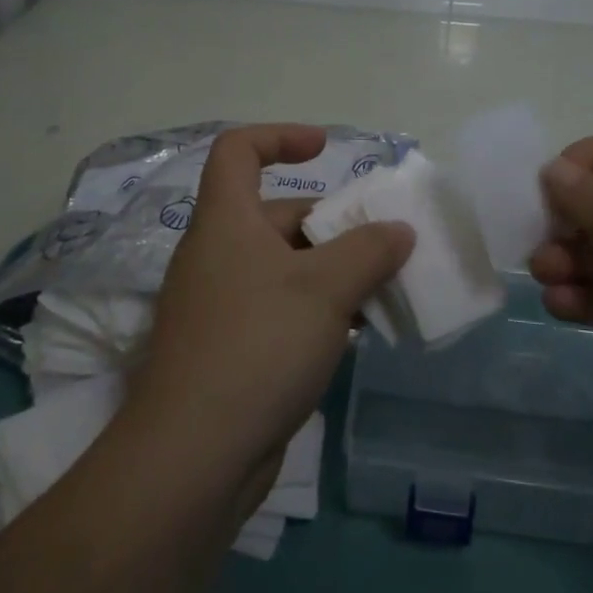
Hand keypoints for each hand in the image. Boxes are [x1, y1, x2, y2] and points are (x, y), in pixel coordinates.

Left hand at [130, 125, 413, 481]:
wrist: (193, 456)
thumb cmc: (258, 345)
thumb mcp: (326, 288)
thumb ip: (369, 250)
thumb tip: (398, 230)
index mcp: (225, 221)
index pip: (238, 151)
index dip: (280, 137)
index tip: (325, 149)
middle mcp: (216, 254)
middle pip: (275, 214)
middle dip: (331, 223)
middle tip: (383, 244)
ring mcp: (219, 304)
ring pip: (283, 267)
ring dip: (330, 272)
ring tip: (381, 290)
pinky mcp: (227, 348)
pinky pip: (278, 308)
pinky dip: (315, 310)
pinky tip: (353, 333)